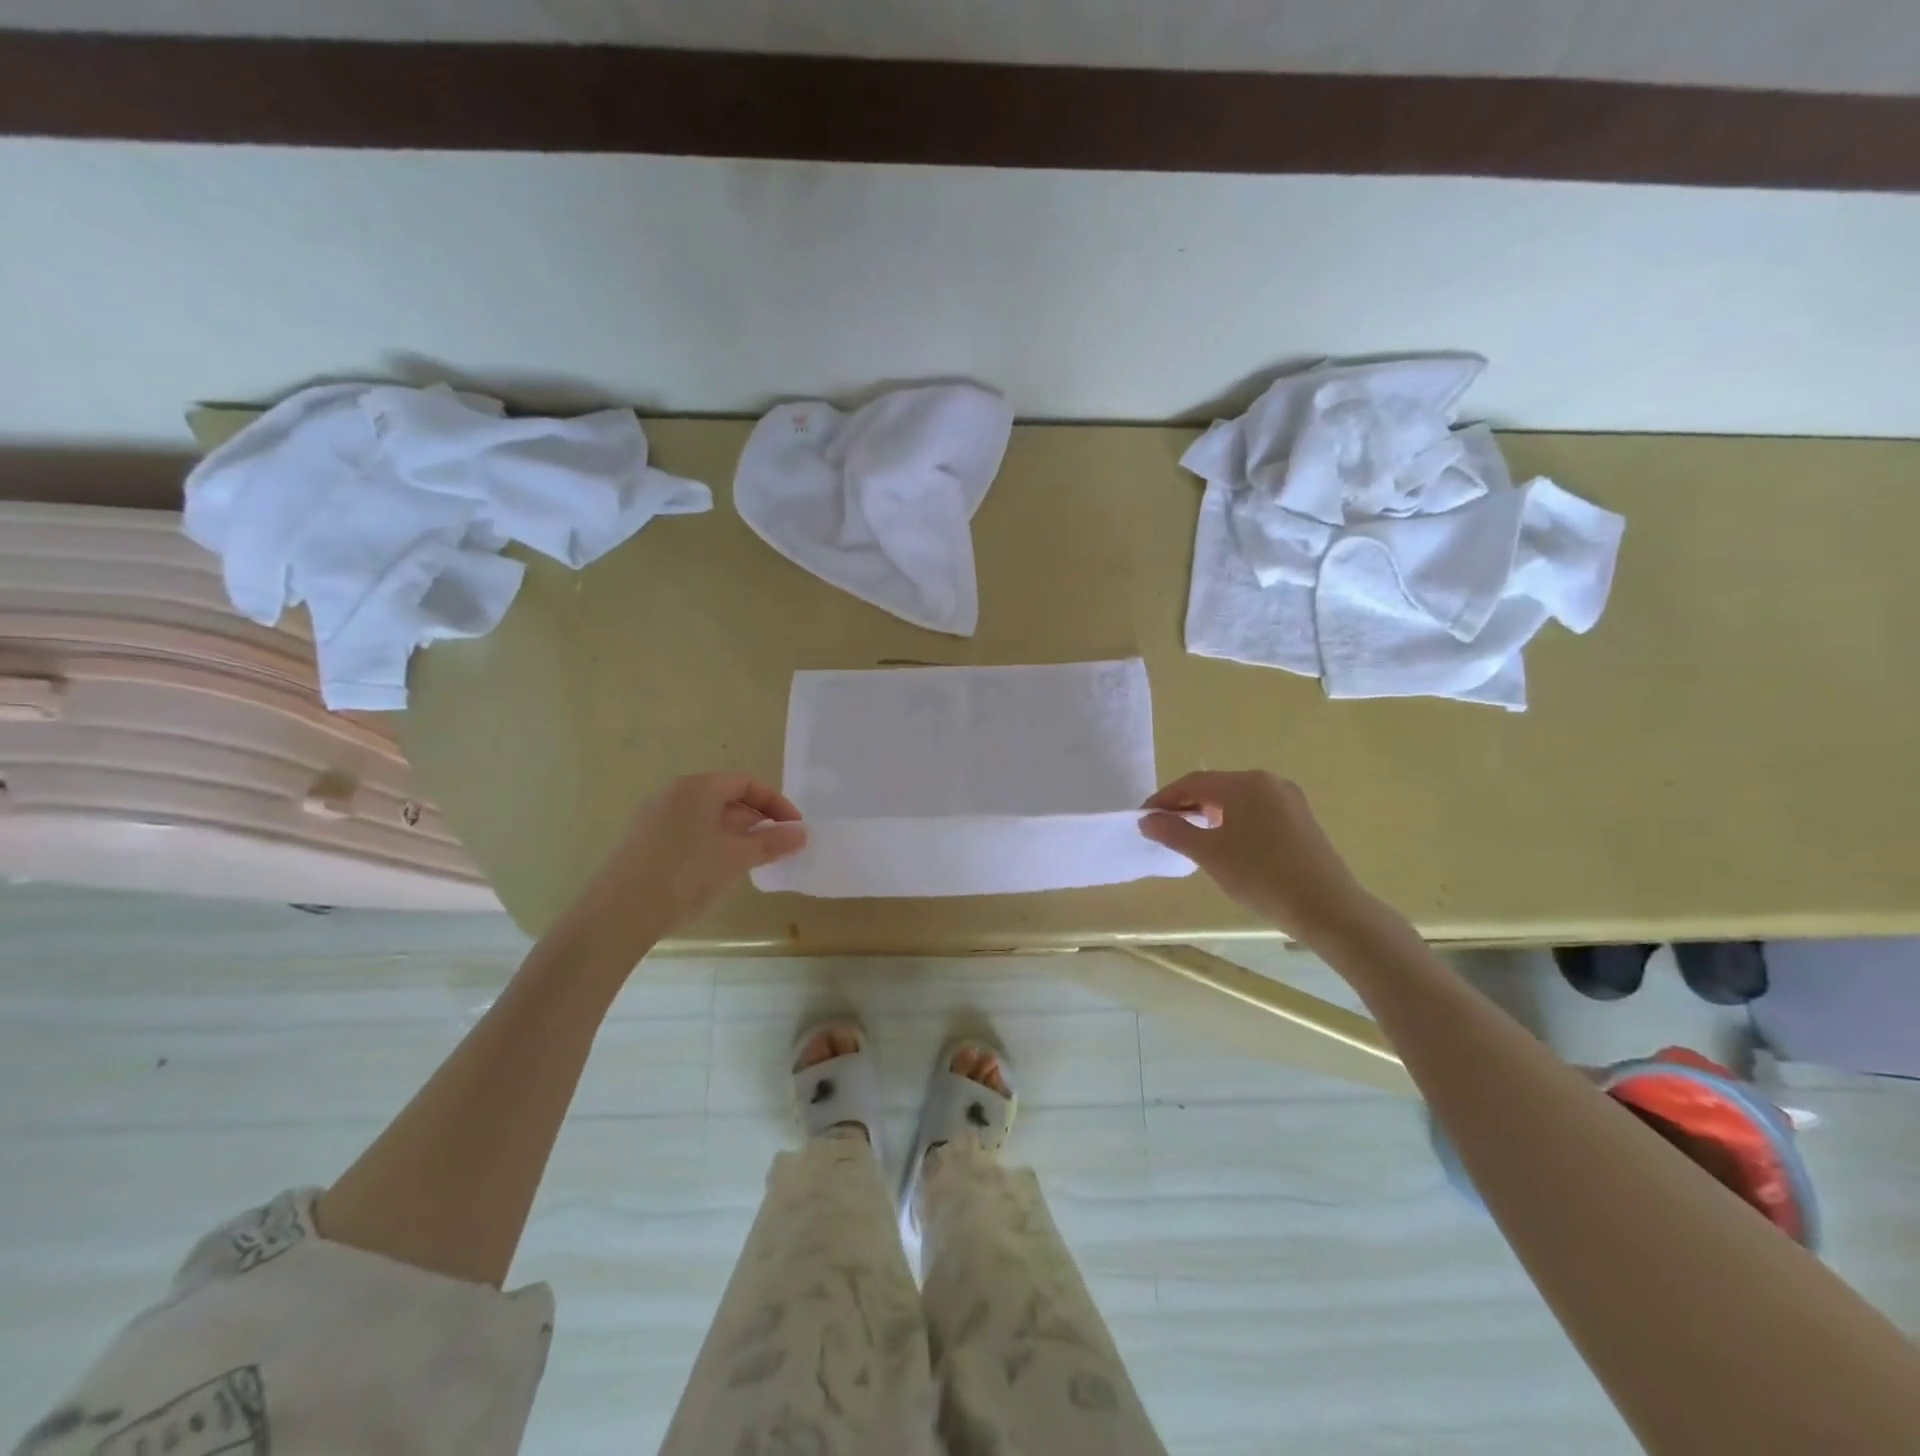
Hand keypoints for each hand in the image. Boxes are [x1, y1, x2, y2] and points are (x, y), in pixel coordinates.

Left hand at [567, 772, 805, 955]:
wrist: (618, 914)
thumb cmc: (684, 875)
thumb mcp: (735, 858)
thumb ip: (771, 843)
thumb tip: (801, 833)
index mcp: (696, 788)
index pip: (746, 783)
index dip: (775, 803)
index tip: (794, 829)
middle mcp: (673, 794)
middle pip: (725, 798)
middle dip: (756, 820)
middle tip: (777, 846)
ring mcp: (654, 818)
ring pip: (706, 817)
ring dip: (735, 835)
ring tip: (752, 861)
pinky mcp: (643, 842)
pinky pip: (688, 832)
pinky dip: (712, 844)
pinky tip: (718, 871)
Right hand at [1140, 770, 1374, 943]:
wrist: (1327, 908)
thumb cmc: (1262, 877)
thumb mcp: (1210, 855)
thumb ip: (1175, 832)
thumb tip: (1147, 820)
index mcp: (1245, 783)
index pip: (1193, 782)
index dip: (1164, 799)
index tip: (1144, 819)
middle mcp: (1268, 782)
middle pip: (1215, 786)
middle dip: (1185, 804)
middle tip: (1163, 828)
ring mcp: (1288, 799)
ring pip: (1236, 798)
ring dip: (1208, 812)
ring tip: (1189, 836)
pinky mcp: (1300, 818)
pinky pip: (1255, 810)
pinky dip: (1232, 820)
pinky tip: (1224, 842)